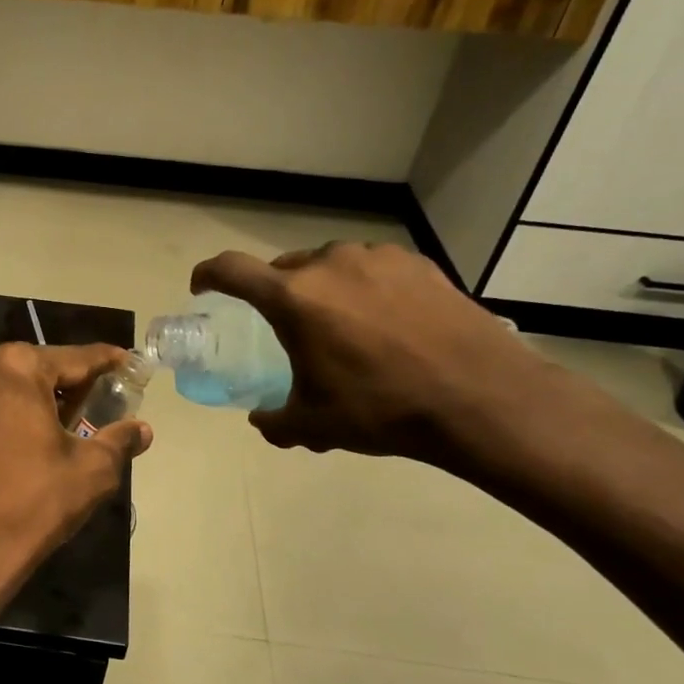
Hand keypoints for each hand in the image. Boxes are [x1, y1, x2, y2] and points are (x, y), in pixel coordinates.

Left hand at [0, 342, 151, 633]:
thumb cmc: (30, 505)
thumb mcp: (90, 472)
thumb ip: (118, 441)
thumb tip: (141, 430)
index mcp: (15, 366)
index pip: (73, 358)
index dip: (104, 361)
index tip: (124, 361)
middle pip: (34, 367)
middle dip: (66, 383)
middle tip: (96, 401)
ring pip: (3, 383)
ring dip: (33, 397)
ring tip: (63, 421)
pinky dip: (4, 411)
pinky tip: (24, 435)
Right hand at [191, 242, 551, 460]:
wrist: (481, 398)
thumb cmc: (382, 409)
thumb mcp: (315, 425)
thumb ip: (275, 422)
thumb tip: (262, 421)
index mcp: (294, 298)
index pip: (231, 270)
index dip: (208, 275)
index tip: (202, 287)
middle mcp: (330, 264)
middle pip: (284, 268)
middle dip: (275, 293)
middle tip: (287, 326)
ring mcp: (377, 258)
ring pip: (330, 265)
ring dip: (322, 289)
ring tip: (342, 326)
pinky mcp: (417, 263)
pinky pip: (372, 269)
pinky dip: (364, 288)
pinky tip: (386, 321)